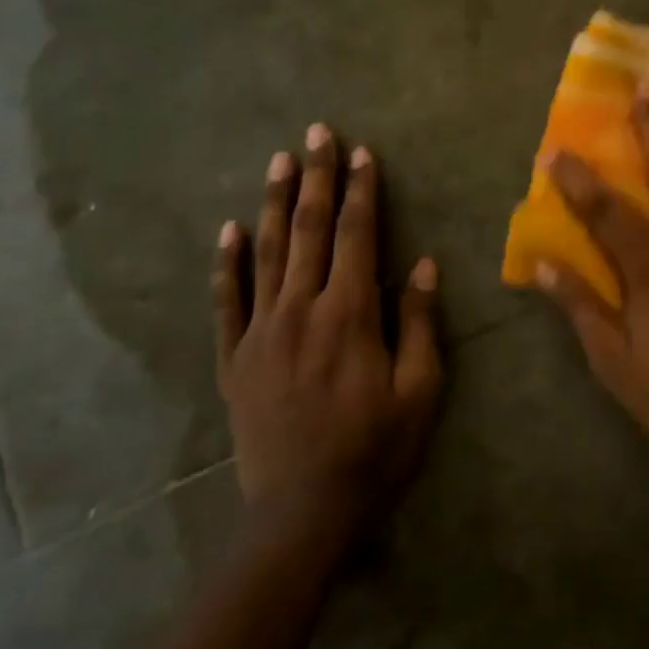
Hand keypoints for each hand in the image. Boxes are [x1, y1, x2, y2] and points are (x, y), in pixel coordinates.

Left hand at [211, 125, 442, 525]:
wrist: (301, 514)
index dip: (361, 191)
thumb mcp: (419, 392)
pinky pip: (227, 301)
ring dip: (274, 203)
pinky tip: (229, 229)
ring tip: (279, 161)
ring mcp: (261, 332)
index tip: (363, 153)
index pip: (356, 236)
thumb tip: (422, 264)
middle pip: (309, 230)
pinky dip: (228, 262)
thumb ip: (418, 323)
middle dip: (316, 178)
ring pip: (266, 253)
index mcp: (349, 315)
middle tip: (317, 133)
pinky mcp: (235, 358)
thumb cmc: (374, 451)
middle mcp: (301, 310)